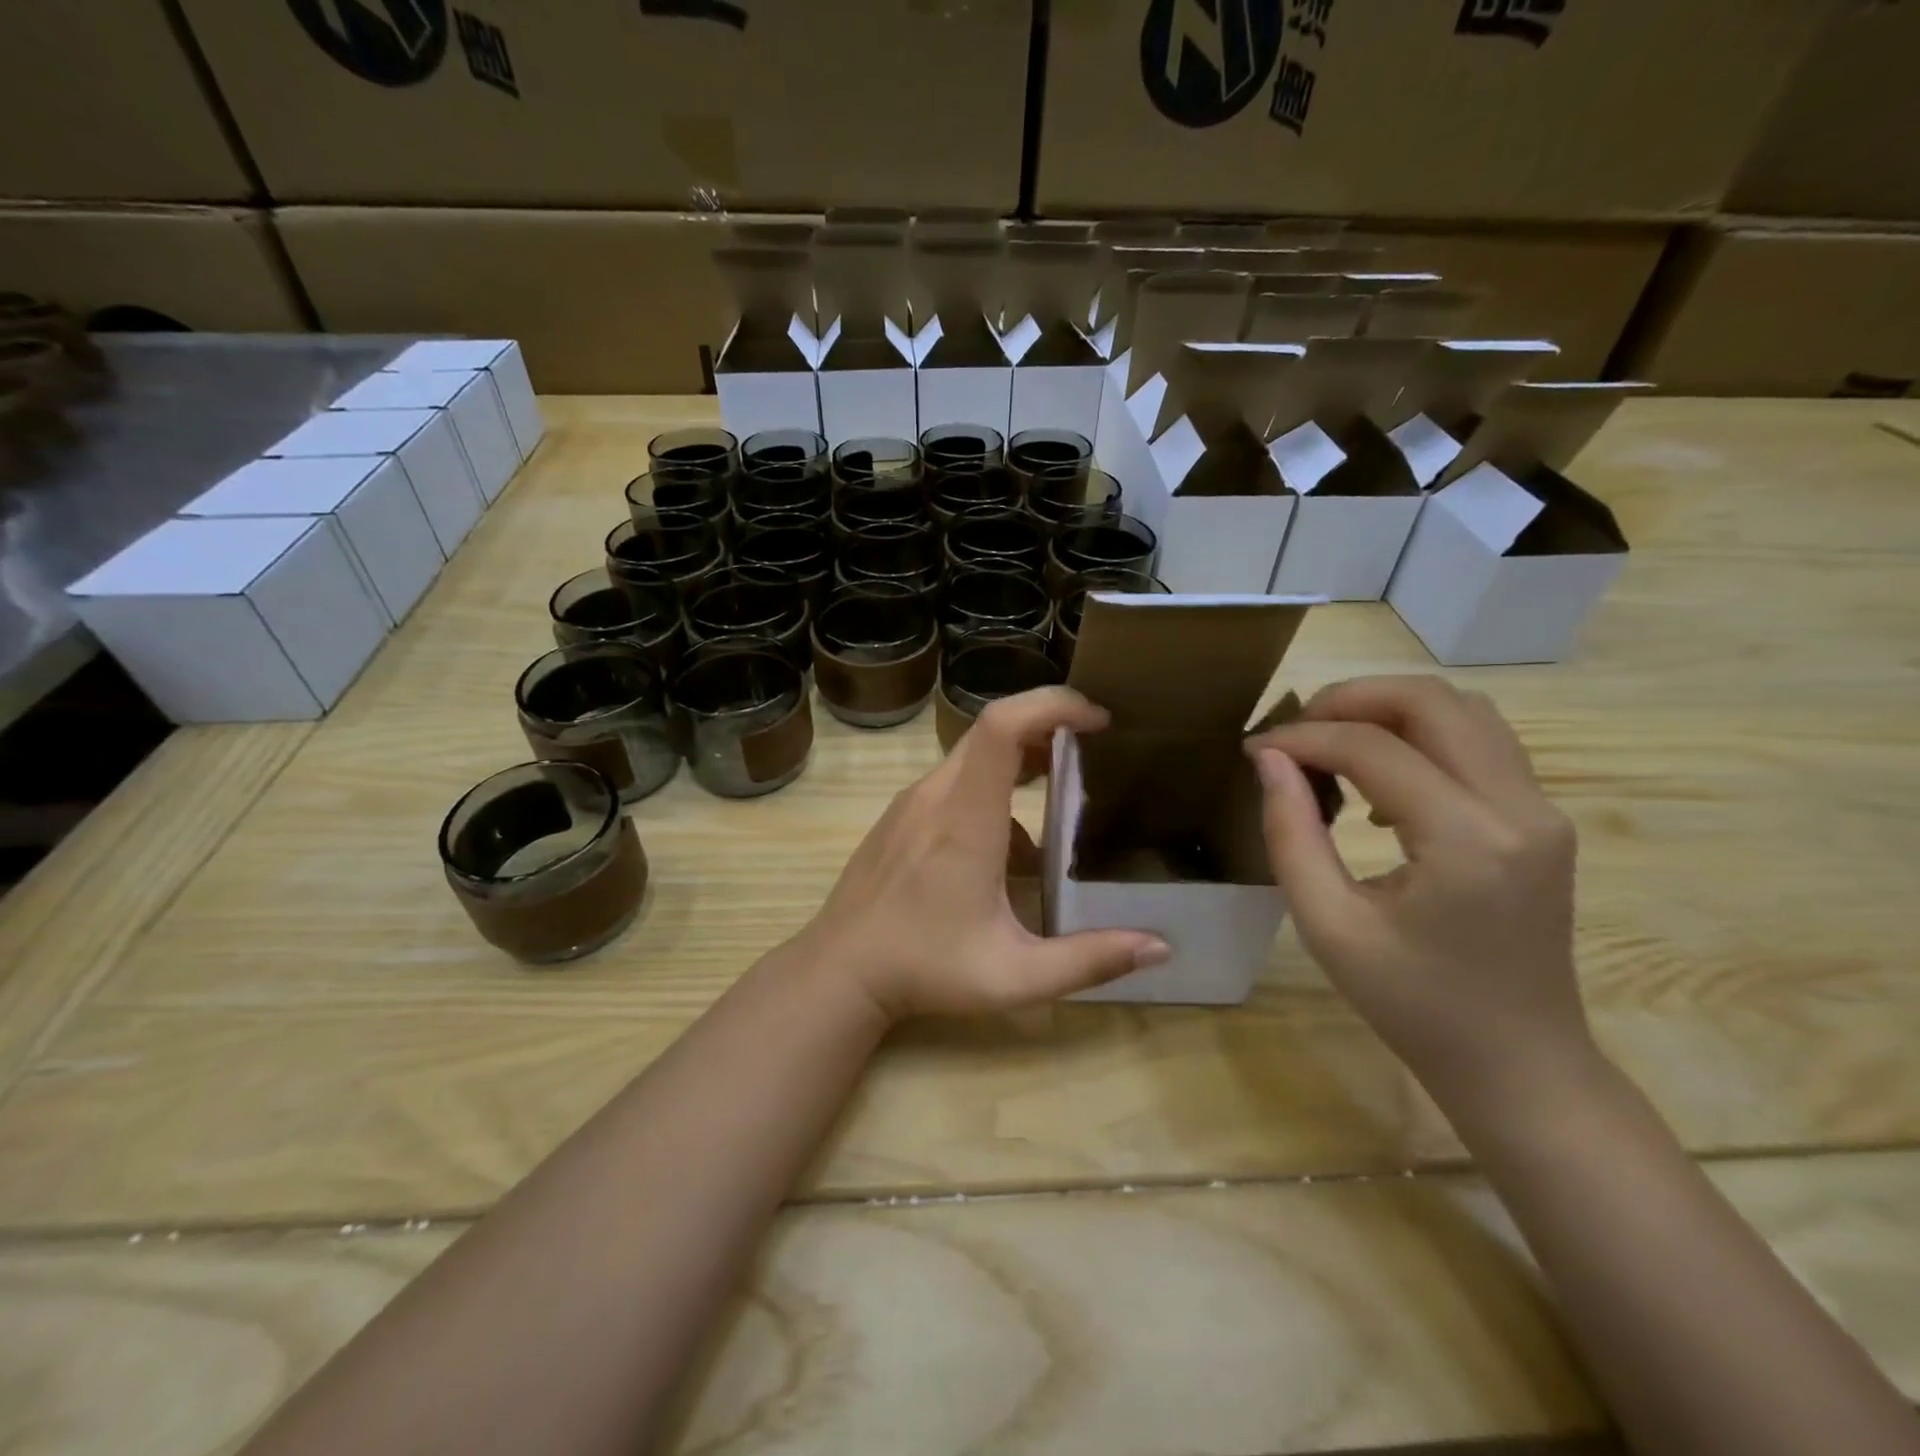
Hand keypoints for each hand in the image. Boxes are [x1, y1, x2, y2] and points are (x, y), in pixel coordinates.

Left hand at [797, 687, 1170, 1020]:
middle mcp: (936, 795)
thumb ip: (1090, 960)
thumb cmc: (925, 969)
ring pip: (973, 756)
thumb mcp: (1015, 976)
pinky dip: (993, 791)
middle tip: (1094, 751)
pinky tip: (1010, 850)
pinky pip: (954, 783)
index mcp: (965, 819)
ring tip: (1063, 797)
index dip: (1052, 706)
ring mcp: (912, 802)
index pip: (1002, 726)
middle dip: (1048, 727)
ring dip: (1022, 762)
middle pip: (992, 729)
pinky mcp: (900, 815)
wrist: (839, 971)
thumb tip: (1160, 947)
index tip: (1097, 721)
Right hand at [1245, 675, 1591, 1106]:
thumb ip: (1291, 833)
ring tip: (1330, 743)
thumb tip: (1269, 760)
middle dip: (1351, 700)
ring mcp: (1542, 811)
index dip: (1305, 738)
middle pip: (1432, 701)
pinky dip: (1421, 737)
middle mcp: (1519, 809)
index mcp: (1468, 841)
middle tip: (1295, 730)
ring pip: (1463, 711)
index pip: (1375, 749)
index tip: (1255, 748)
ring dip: (1388, 711)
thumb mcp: (1328, 925)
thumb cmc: (1413, 1004)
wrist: (1519, 1063)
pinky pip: (1479, 743)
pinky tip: (1379, 781)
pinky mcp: (1542, 820)